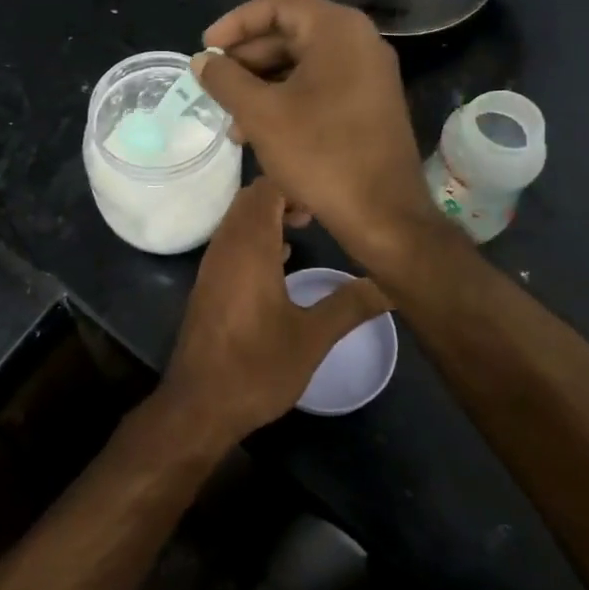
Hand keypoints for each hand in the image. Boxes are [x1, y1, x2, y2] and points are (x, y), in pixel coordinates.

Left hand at [158, 178, 387, 443]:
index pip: (265, 189)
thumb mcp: (312, 337)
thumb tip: (388, 285)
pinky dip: (255, 240)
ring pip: (238, 221)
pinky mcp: (208, 284)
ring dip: (267, 218)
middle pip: (249, 200)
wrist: (200, 405)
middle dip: (283, 197)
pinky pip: (231, 243)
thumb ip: (349, 305)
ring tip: (304, 230)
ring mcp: (212, 265)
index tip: (325, 202)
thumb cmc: (257, 366)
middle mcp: (225, 246)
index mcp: (248, 246)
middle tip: (317, 214)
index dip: (294, 185)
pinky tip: (280, 262)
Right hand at [194, 0, 434, 267]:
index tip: (206, 49)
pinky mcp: (369, 103)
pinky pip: (319, 86)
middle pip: (290, 32)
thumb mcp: (261, 114)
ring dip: (262, 85)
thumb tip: (201, 60)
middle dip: (246, 59)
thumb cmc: (320, 154)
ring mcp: (368, 74)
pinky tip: (258, 131)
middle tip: (213, 84)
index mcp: (337, 30)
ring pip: (302, 63)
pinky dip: (286, 99)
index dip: (235, 23)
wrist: (383, 215)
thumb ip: (225, 80)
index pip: (277, 5)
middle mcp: (358, 42)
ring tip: (230, 119)